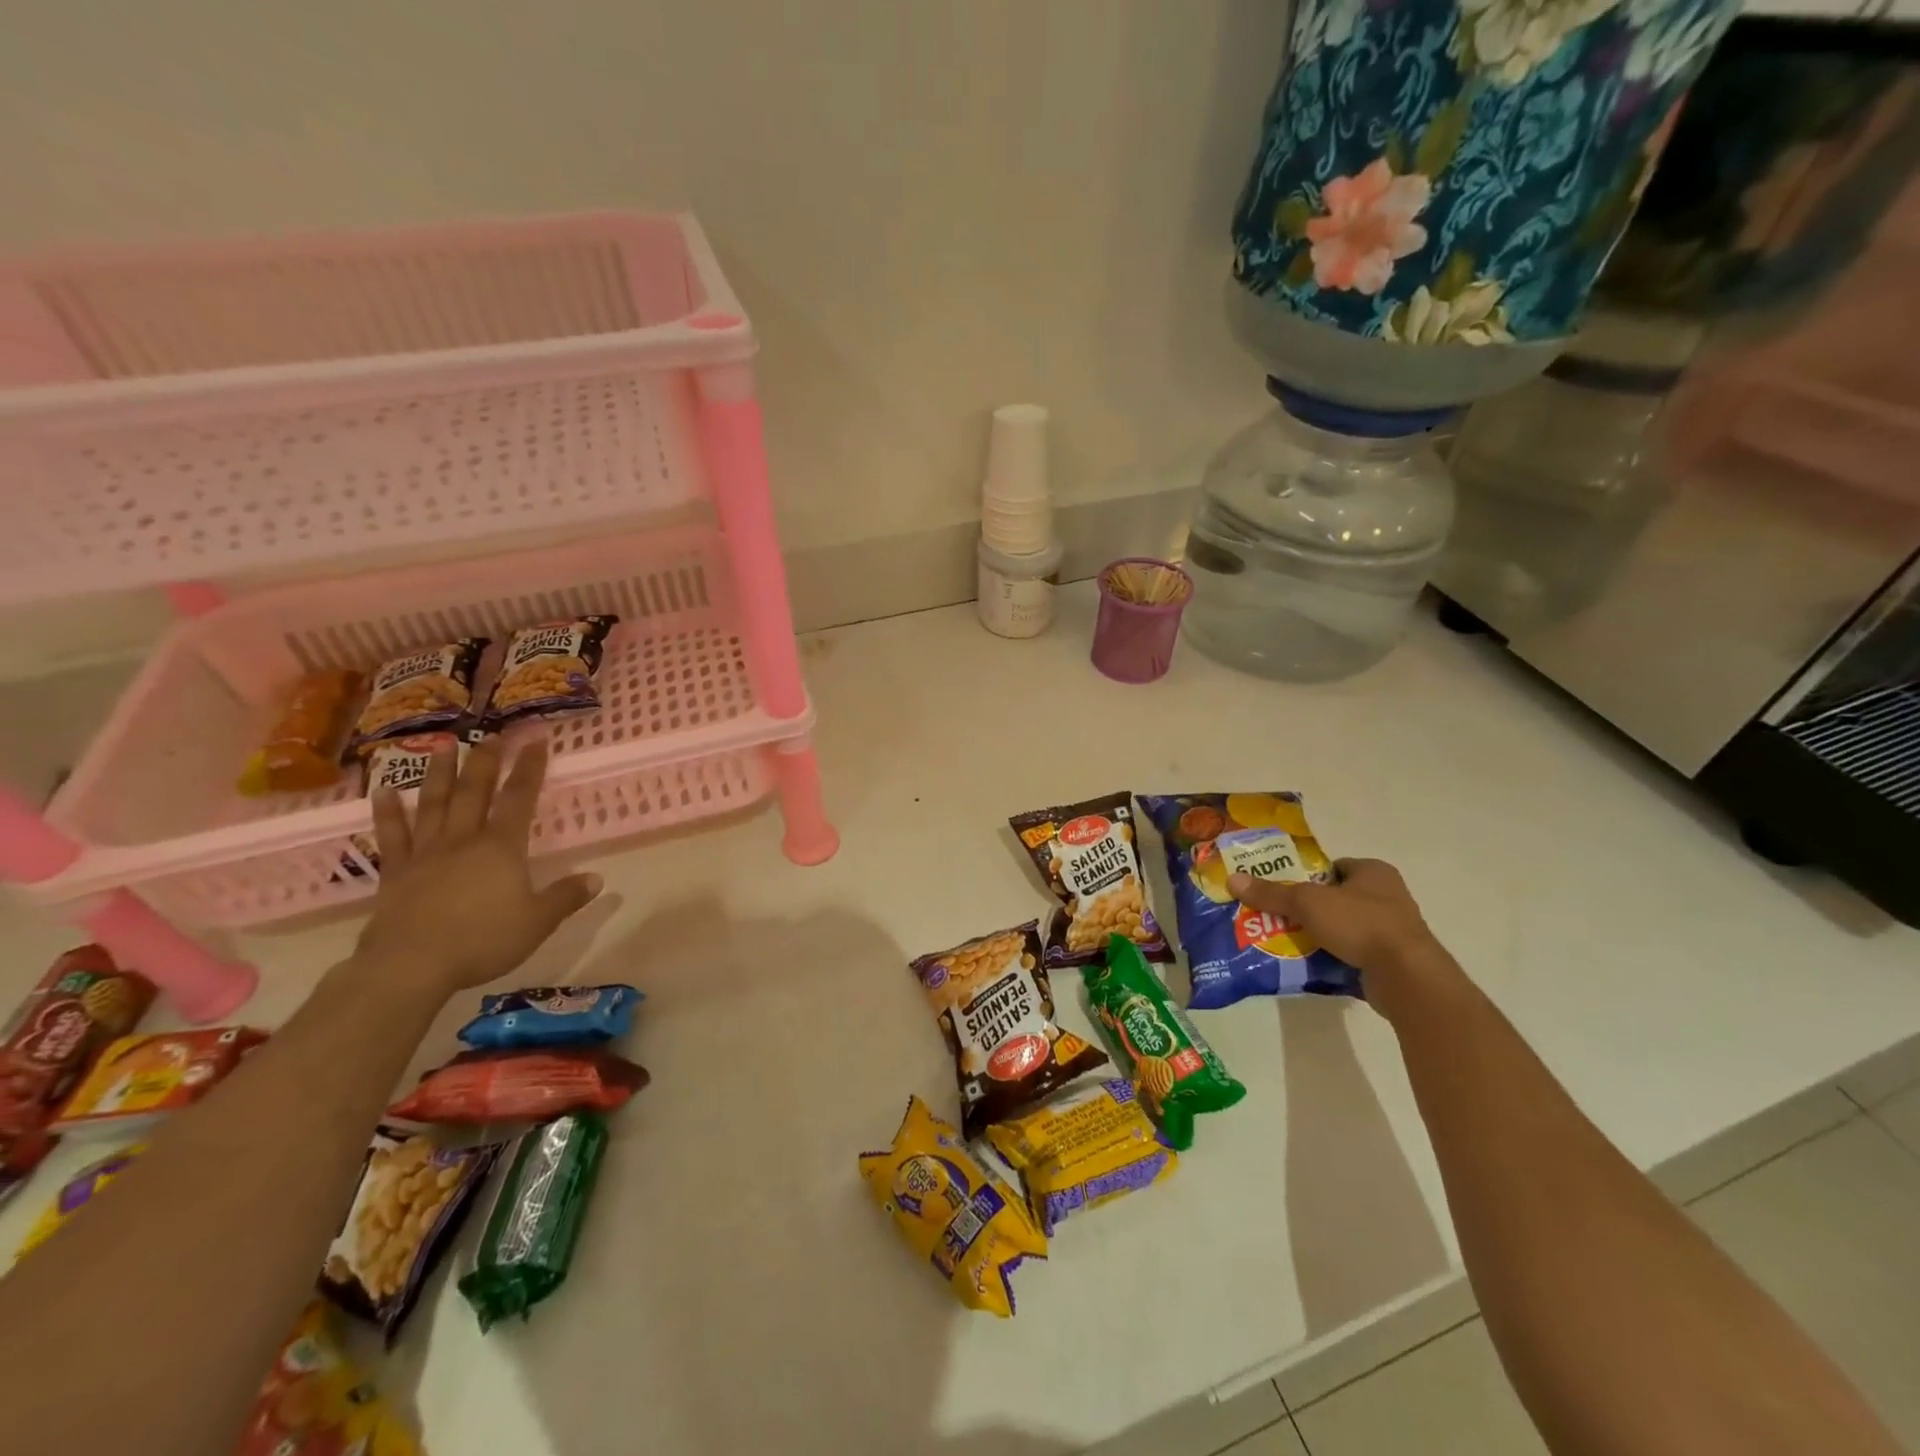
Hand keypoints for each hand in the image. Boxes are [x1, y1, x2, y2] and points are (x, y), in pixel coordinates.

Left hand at [354, 737, 600, 998]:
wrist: (410, 965)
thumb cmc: (482, 941)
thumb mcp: (538, 922)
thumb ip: (565, 897)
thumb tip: (596, 878)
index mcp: (501, 847)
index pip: (519, 798)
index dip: (530, 768)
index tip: (536, 740)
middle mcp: (464, 839)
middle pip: (475, 791)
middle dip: (486, 761)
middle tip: (492, 734)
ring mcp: (426, 853)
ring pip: (433, 804)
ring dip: (439, 773)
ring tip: (443, 745)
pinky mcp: (396, 872)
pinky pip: (392, 835)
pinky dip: (387, 812)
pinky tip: (383, 791)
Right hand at [1228, 858, 1457, 1016]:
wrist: (1406, 977)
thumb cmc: (1360, 924)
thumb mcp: (1307, 903)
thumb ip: (1271, 893)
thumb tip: (1232, 879)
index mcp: (1374, 872)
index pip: (1333, 867)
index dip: (1306, 875)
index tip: (1281, 888)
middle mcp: (1387, 897)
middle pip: (1334, 898)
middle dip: (1307, 908)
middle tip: (1275, 915)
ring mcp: (1392, 931)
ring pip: (1342, 927)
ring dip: (1318, 934)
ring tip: (1285, 940)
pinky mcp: (1391, 960)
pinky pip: (1352, 953)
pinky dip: (1332, 957)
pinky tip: (1308, 962)